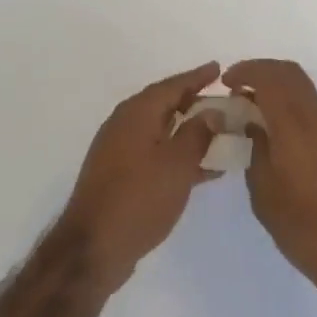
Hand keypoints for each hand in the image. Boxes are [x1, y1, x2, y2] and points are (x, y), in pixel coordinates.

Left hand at [59, 62, 221, 291]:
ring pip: (161, 131)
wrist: (93, 248)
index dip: (197, 77)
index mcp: (136, 113)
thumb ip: (198, 133)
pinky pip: (156, 153)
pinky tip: (204, 169)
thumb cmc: (140, 198)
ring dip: (189, 131)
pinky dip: (178, 154)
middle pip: (164, 105)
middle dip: (193, 101)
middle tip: (223, 100)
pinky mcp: (119, 176)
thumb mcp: (177, 163)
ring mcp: (119, 151)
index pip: (172, 85)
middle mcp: (124, 125)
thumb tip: (211, 111)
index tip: (219, 68)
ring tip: (220, 133)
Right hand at [224, 60, 316, 311]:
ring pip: (304, 90)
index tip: (226, 82)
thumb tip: (253, 124)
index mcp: (296, 125)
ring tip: (253, 112)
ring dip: (278, 89)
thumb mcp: (265, 193)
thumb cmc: (305, 228)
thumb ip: (256, 150)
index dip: (246, 71)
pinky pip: (313, 109)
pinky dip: (292, 107)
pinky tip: (277, 133)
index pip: (272, 77)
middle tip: (238, 90)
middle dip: (262, 72)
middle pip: (291, 74)